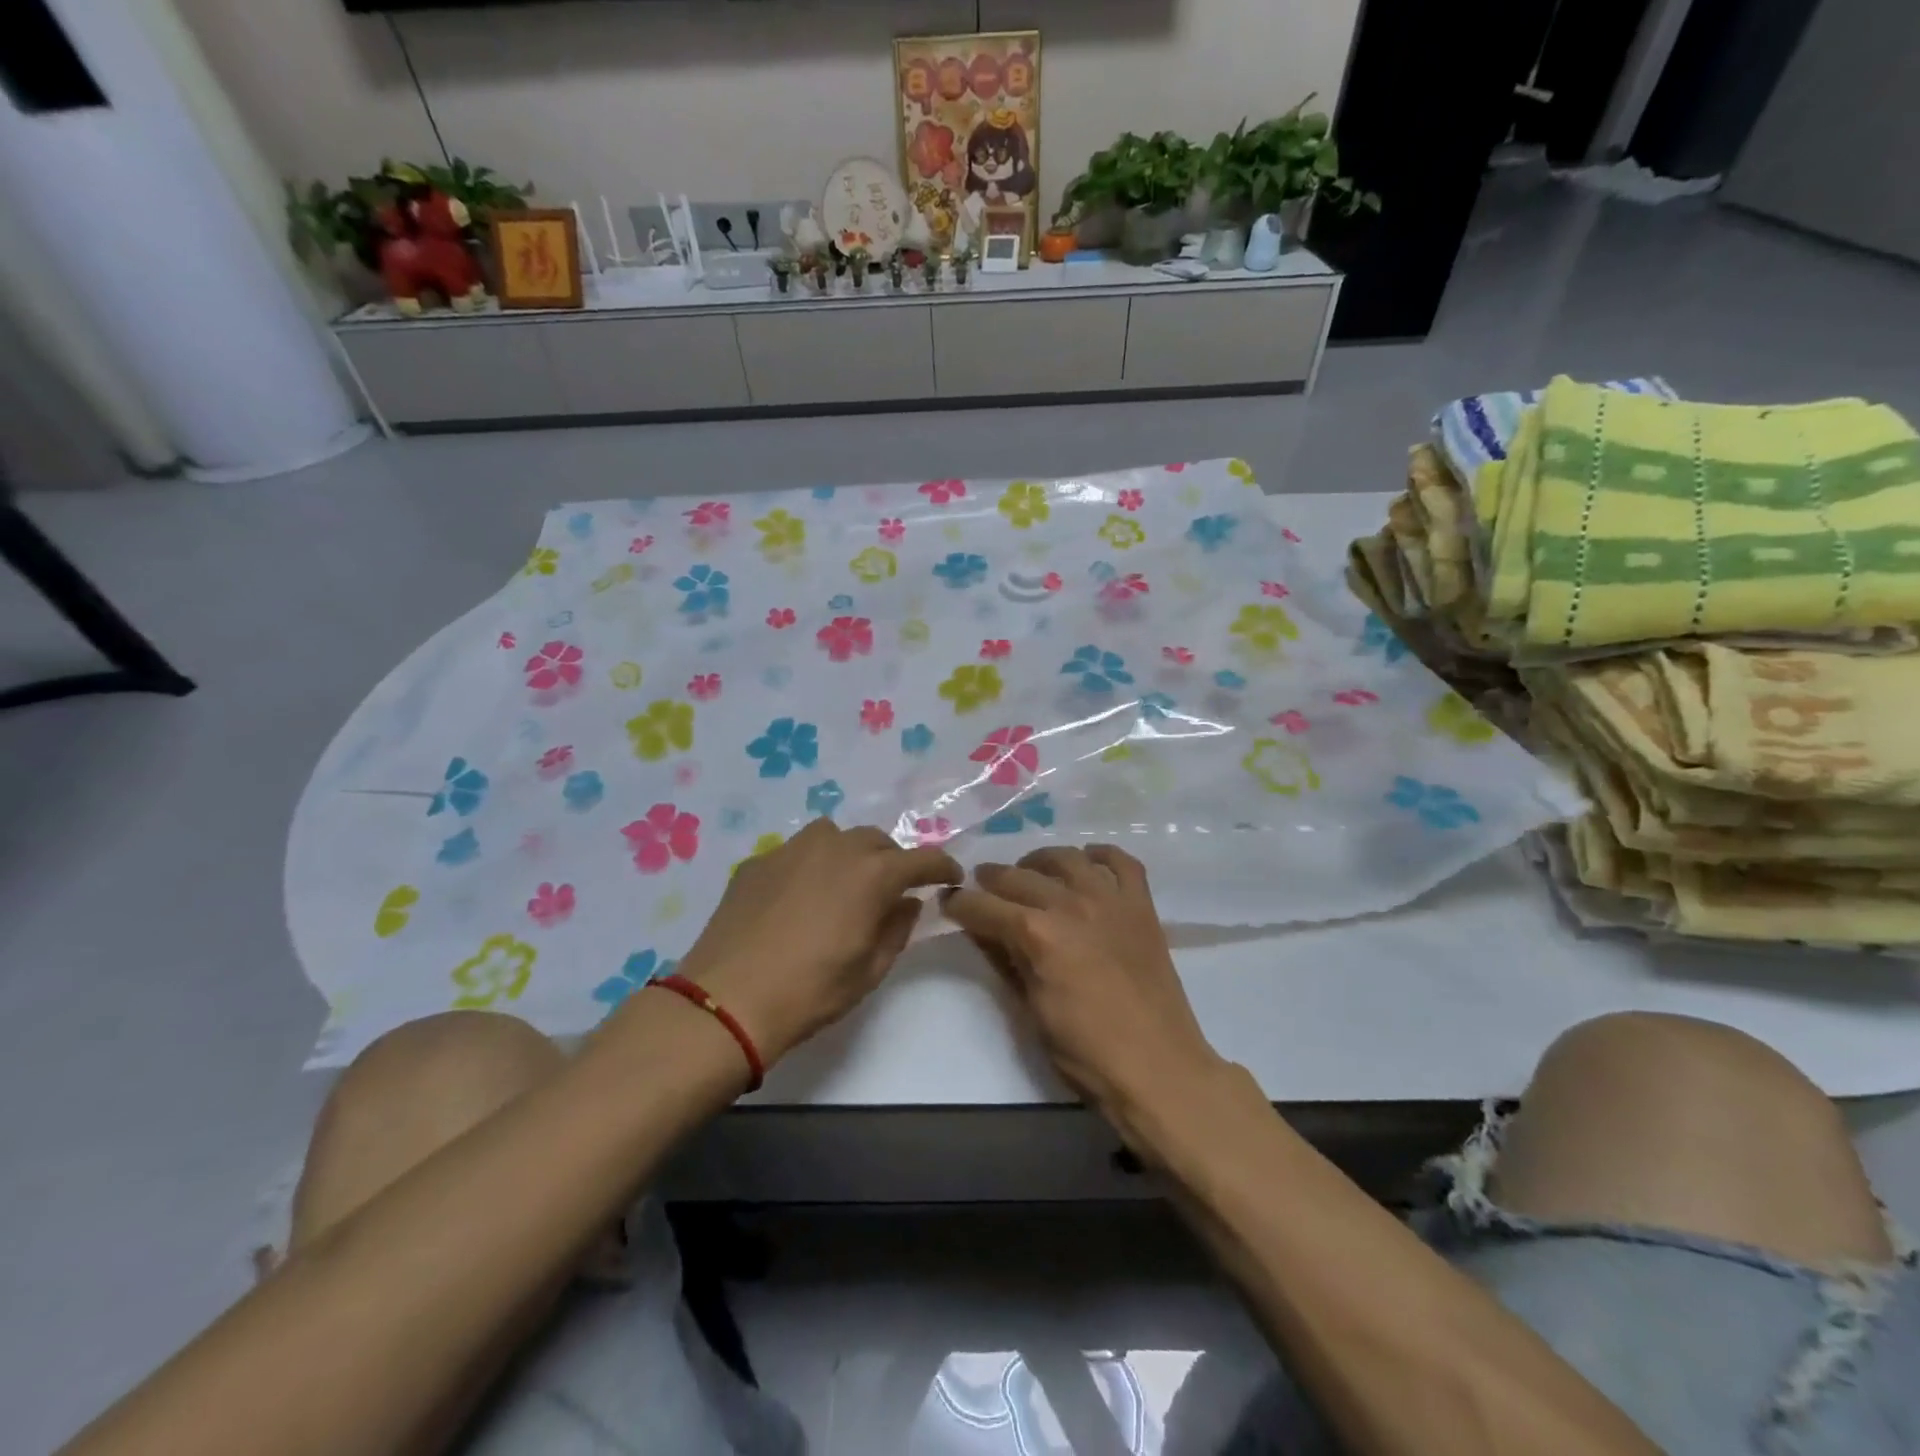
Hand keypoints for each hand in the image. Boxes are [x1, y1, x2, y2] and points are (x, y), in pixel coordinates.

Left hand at [675, 819, 961, 1064]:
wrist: (728, 1000)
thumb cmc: (811, 991)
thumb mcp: (870, 970)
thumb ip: (897, 929)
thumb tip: (907, 902)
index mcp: (872, 874)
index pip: (921, 859)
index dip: (941, 866)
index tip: (951, 876)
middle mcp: (835, 848)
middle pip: (877, 841)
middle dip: (892, 860)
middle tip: (891, 889)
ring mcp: (792, 849)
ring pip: (834, 836)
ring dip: (849, 854)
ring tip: (842, 884)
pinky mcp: (757, 861)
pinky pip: (795, 852)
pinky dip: (809, 866)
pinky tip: (797, 898)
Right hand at [941, 847, 1225, 1130]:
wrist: (1158, 1068)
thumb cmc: (1085, 1052)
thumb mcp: (1030, 1010)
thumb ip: (1005, 961)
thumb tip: (982, 931)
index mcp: (1037, 934)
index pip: (984, 906)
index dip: (960, 903)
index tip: (948, 902)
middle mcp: (1070, 904)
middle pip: (1019, 876)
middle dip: (991, 879)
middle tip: (981, 886)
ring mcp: (1110, 900)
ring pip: (1066, 858)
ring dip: (1039, 861)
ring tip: (1030, 872)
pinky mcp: (1141, 906)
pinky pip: (1121, 862)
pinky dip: (1101, 856)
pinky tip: (1087, 862)